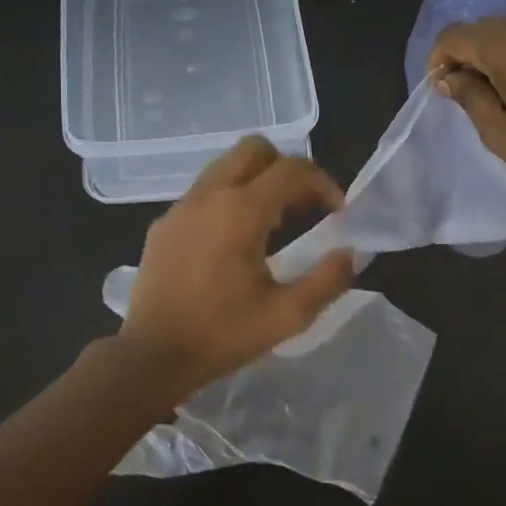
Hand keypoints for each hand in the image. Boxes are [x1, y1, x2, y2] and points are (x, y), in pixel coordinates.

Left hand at [120, 137, 357, 394]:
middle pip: (255, 149)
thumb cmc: (222, 335)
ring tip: (273, 222)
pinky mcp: (163, 224)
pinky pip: (203, 192)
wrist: (152, 356)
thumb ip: (328, 280)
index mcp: (240, 211)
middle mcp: (208, 195)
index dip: (324, 184)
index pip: (292, 170)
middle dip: (287, 168)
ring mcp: (180, 207)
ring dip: (257, 180)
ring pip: (226, 166)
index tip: (338, 212)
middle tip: (304, 206)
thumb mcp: (287, 316)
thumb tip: (353, 253)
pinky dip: (228, 198)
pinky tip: (233, 240)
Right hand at [429, 11, 505, 217]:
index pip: (456, 35)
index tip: (442, 89)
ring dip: (497, 53)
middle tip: (468, 93)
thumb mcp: (500, 131)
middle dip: (468, 55)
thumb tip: (450, 78)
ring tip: (501, 91)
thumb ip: (469, 96)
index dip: (439, 59)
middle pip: (484, 28)